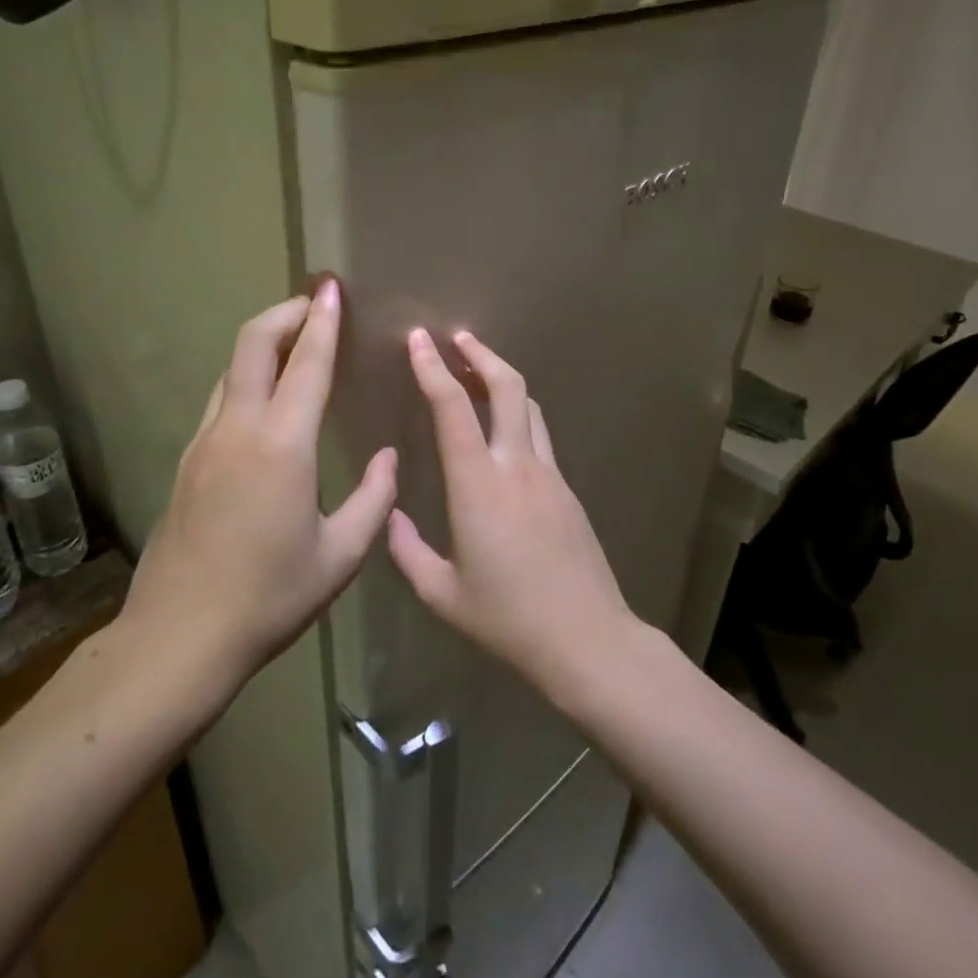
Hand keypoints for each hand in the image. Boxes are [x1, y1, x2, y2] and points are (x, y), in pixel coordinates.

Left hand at [123, 282, 397, 694]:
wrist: (180, 636)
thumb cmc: (270, 596)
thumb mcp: (340, 555)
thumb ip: (374, 500)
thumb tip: (390, 459)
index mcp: (281, 445)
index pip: (306, 363)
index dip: (322, 321)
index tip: (332, 288)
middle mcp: (237, 429)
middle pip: (252, 345)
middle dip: (284, 313)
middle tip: (313, 303)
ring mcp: (204, 442)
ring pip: (231, 369)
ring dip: (262, 343)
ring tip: (293, 342)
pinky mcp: (187, 461)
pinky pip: (220, 399)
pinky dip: (247, 377)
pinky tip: (266, 399)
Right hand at [386, 328, 634, 694]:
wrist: (587, 639)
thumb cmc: (507, 619)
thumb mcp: (442, 593)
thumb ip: (408, 551)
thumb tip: (391, 516)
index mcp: (478, 485)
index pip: (452, 408)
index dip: (433, 368)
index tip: (419, 339)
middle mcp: (517, 466)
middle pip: (506, 387)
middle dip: (480, 354)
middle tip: (456, 337)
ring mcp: (549, 475)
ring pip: (528, 406)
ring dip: (502, 379)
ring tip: (478, 371)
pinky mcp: (567, 489)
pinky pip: (539, 435)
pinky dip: (517, 414)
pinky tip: (503, 430)